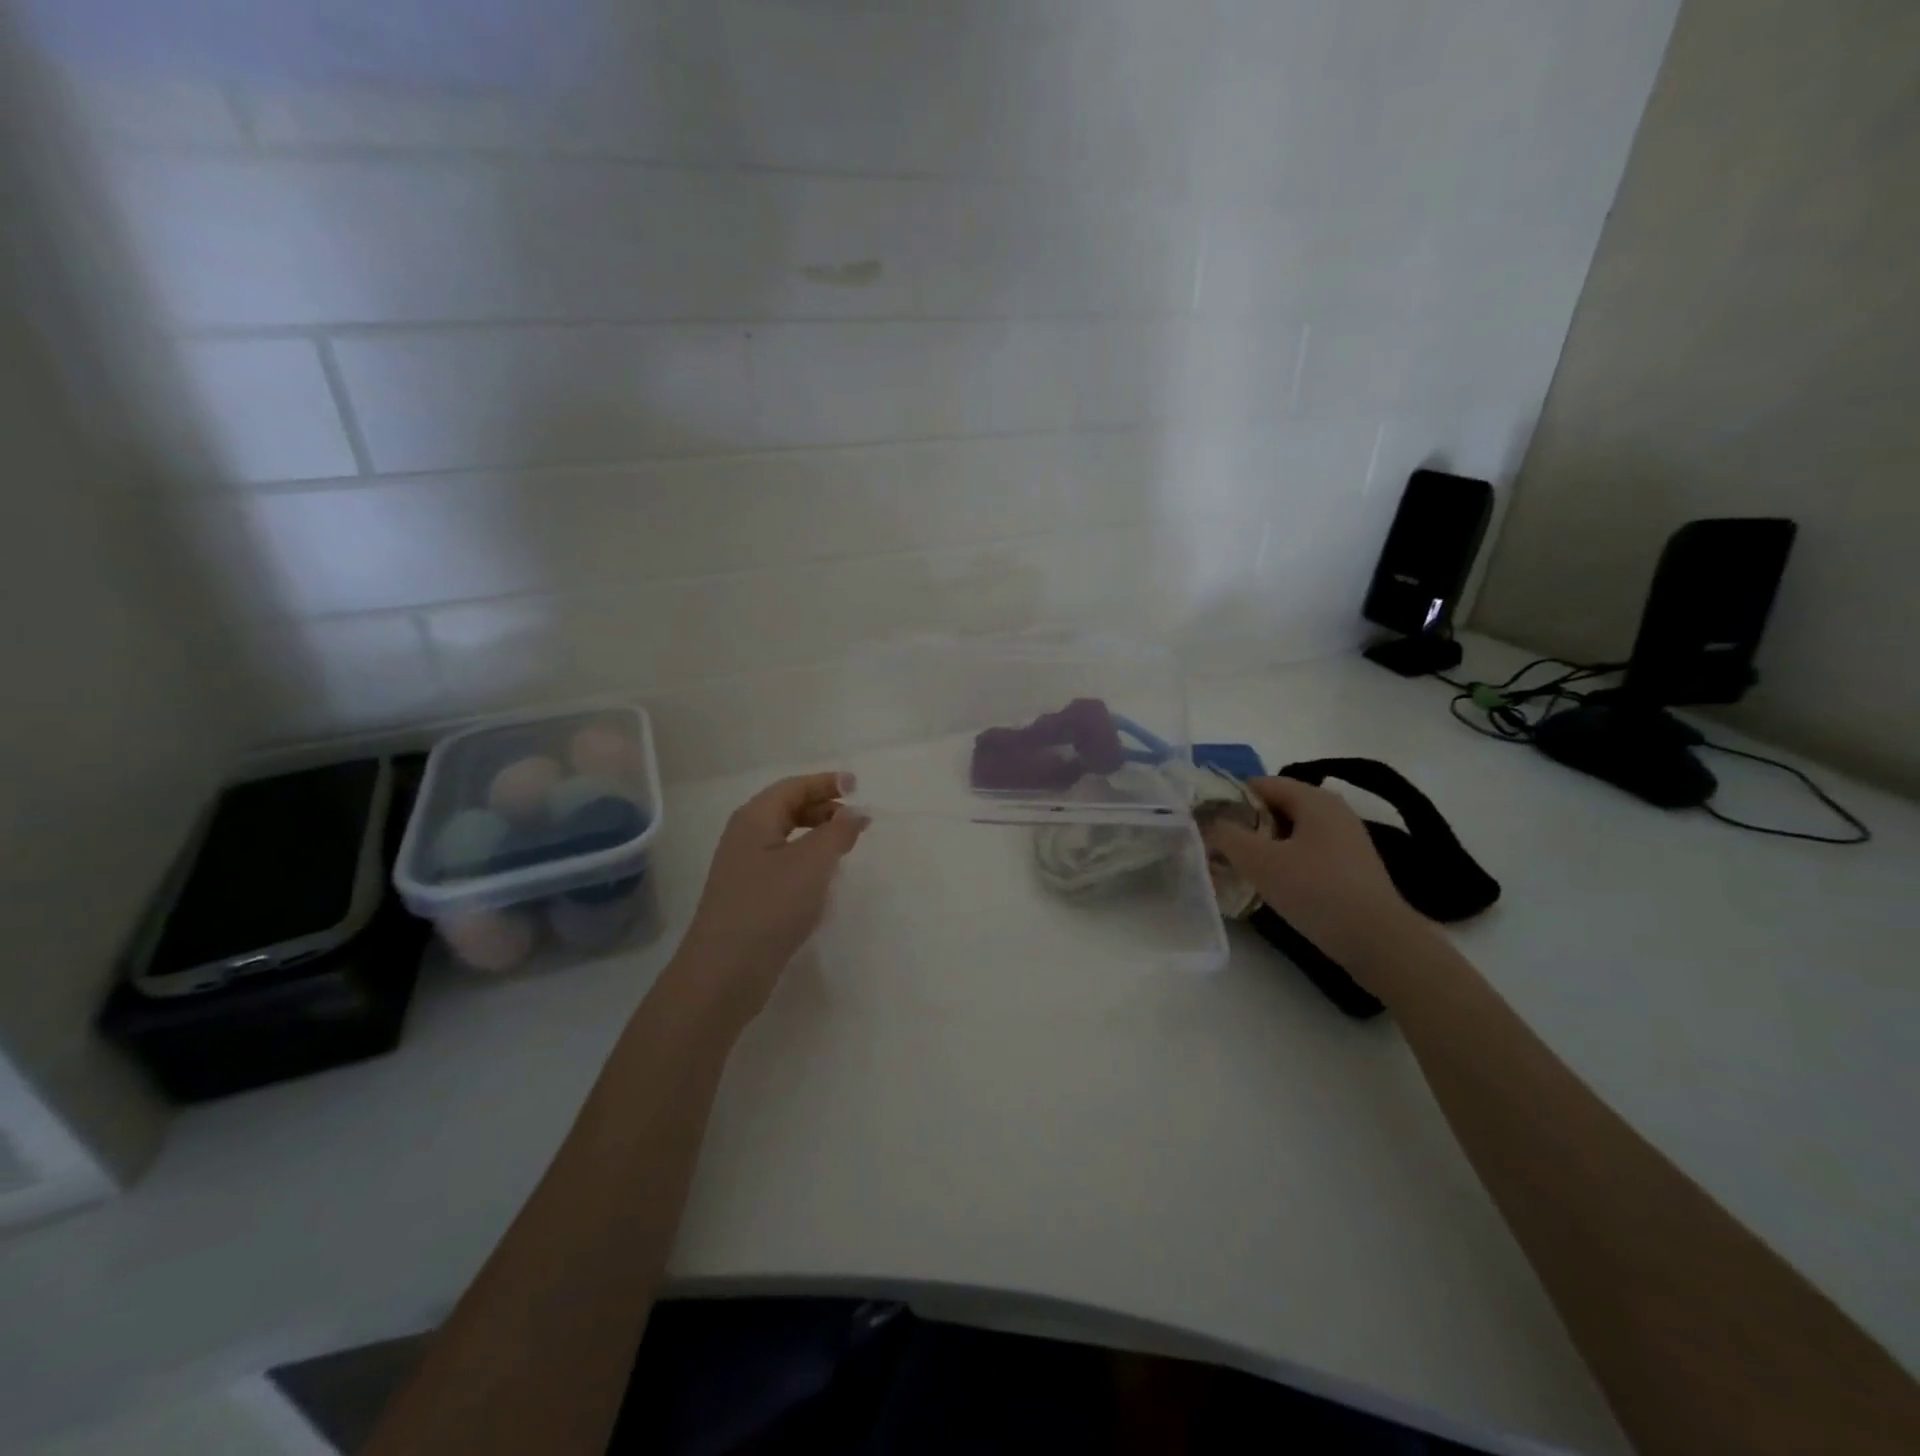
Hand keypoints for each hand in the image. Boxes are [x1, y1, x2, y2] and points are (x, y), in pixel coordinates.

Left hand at [670, 773, 868, 1025]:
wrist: (725, 971)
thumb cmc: (770, 906)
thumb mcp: (813, 862)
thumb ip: (838, 831)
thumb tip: (855, 812)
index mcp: (755, 818)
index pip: (794, 787)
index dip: (826, 783)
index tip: (858, 787)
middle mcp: (745, 836)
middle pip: (787, 808)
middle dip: (823, 808)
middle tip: (856, 820)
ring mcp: (743, 868)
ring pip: (786, 838)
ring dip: (817, 835)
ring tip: (846, 847)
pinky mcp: (748, 896)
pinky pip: (782, 864)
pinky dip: (807, 861)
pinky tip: (823, 880)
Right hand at [1201, 776, 1432, 993]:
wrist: (1378, 942)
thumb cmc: (1316, 891)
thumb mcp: (1260, 861)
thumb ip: (1226, 835)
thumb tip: (1207, 822)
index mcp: (1314, 799)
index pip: (1260, 783)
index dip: (1229, 799)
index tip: (1208, 824)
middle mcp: (1333, 811)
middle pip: (1275, 807)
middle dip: (1245, 825)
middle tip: (1219, 848)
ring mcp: (1346, 840)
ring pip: (1290, 832)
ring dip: (1263, 846)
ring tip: (1239, 868)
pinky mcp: (1350, 867)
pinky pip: (1306, 852)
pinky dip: (1284, 862)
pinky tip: (1271, 885)